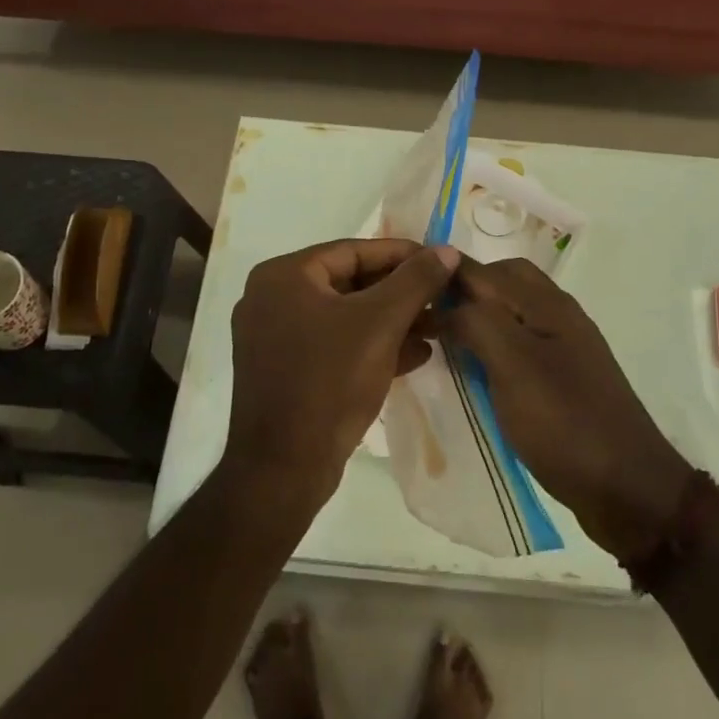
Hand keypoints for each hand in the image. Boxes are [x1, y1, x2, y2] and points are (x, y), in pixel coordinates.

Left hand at [226, 238, 458, 508]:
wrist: (284, 469)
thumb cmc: (330, 381)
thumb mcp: (380, 324)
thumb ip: (415, 281)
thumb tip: (446, 250)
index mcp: (284, 276)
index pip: (353, 251)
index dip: (402, 255)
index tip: (441, 262)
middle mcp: (272, 298)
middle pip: (350, 283)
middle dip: (400, 293)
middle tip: (442, 298)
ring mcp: (274, 337)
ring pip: (345, 316)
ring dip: (392, 321)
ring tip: (437, 328)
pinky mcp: (285, 370)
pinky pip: (334, 344)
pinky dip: (371, 345)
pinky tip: (415, 356)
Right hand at [443, 258, 693, 562]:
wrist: (628, 489)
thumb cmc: (565, 423)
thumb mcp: (513, 367)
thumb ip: (477, 323)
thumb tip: (445, 303)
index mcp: (547, 304)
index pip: (484, 270)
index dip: (444, 273)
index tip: (403, 290)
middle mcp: (558, 315)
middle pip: (503, 283)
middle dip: (464, 291)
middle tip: (427, 317)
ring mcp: (564, 348)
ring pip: (511, 314)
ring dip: (478, 319)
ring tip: (443, 344)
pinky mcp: (564, 379)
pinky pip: (520, 345)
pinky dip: (493, 348)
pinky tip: (475, 372)